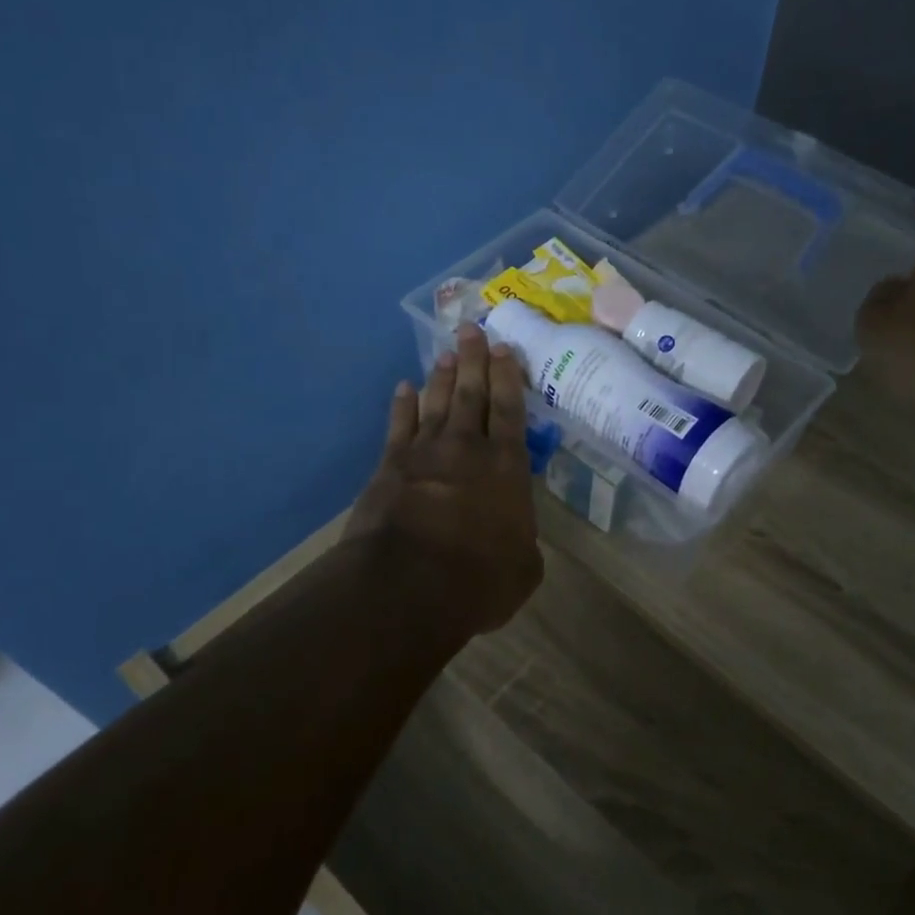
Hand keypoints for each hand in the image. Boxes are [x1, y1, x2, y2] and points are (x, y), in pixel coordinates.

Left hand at [344, 324, 542, 636]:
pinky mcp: (391, 466)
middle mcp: (468, 449)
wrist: (408, 584)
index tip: (505, 349)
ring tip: (447, 352)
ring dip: (443, 376)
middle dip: (474, 360)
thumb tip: (516, 538)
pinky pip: (399, 426)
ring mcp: (426, 453)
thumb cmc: (479, 579)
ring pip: (438, 403)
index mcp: (507, 468)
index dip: (508, 378)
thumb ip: (523, 543)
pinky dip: (402, 405)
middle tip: (472, 330)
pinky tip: (404, 388)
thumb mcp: (523, 569)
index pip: (510, 412)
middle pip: (473, 394)